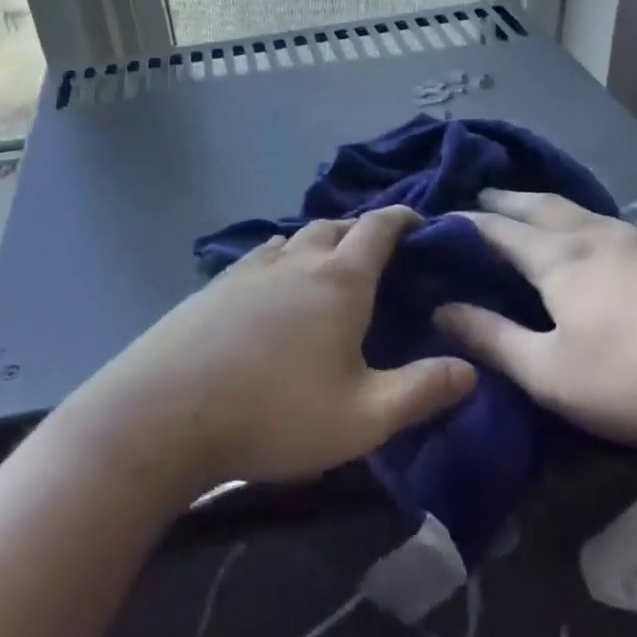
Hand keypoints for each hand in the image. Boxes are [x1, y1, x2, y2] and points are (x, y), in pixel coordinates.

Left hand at [71, 206, 475, 499]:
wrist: (164, 414)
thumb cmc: (275, 413)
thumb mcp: (364, 417)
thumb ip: (422, 392)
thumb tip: (472, 370)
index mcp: (339, 281)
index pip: (378, 229)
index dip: (402, 218)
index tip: (419, 219)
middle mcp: (294, 261)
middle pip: (333, 226)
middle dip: (360, 230)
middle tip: (377, 251)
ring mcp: (247, 271)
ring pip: (291, 239)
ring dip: (316, 242)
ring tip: (327, 264)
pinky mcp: (211, 289)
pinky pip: (257, 258)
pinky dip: (278, 258)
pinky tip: (271, 283)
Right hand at [436, 191, 636, 457]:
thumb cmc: (635, 381)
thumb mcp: (548, 372)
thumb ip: (491, 339)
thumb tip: (441, 309)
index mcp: (558, 262)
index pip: (499, 232)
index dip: (467, 224)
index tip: (440, 219)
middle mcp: (599, 239)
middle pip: (543, 209)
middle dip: (509, 201)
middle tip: (484, 194)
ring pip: (595, 212)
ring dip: (561, 205)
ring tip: (543, 202)